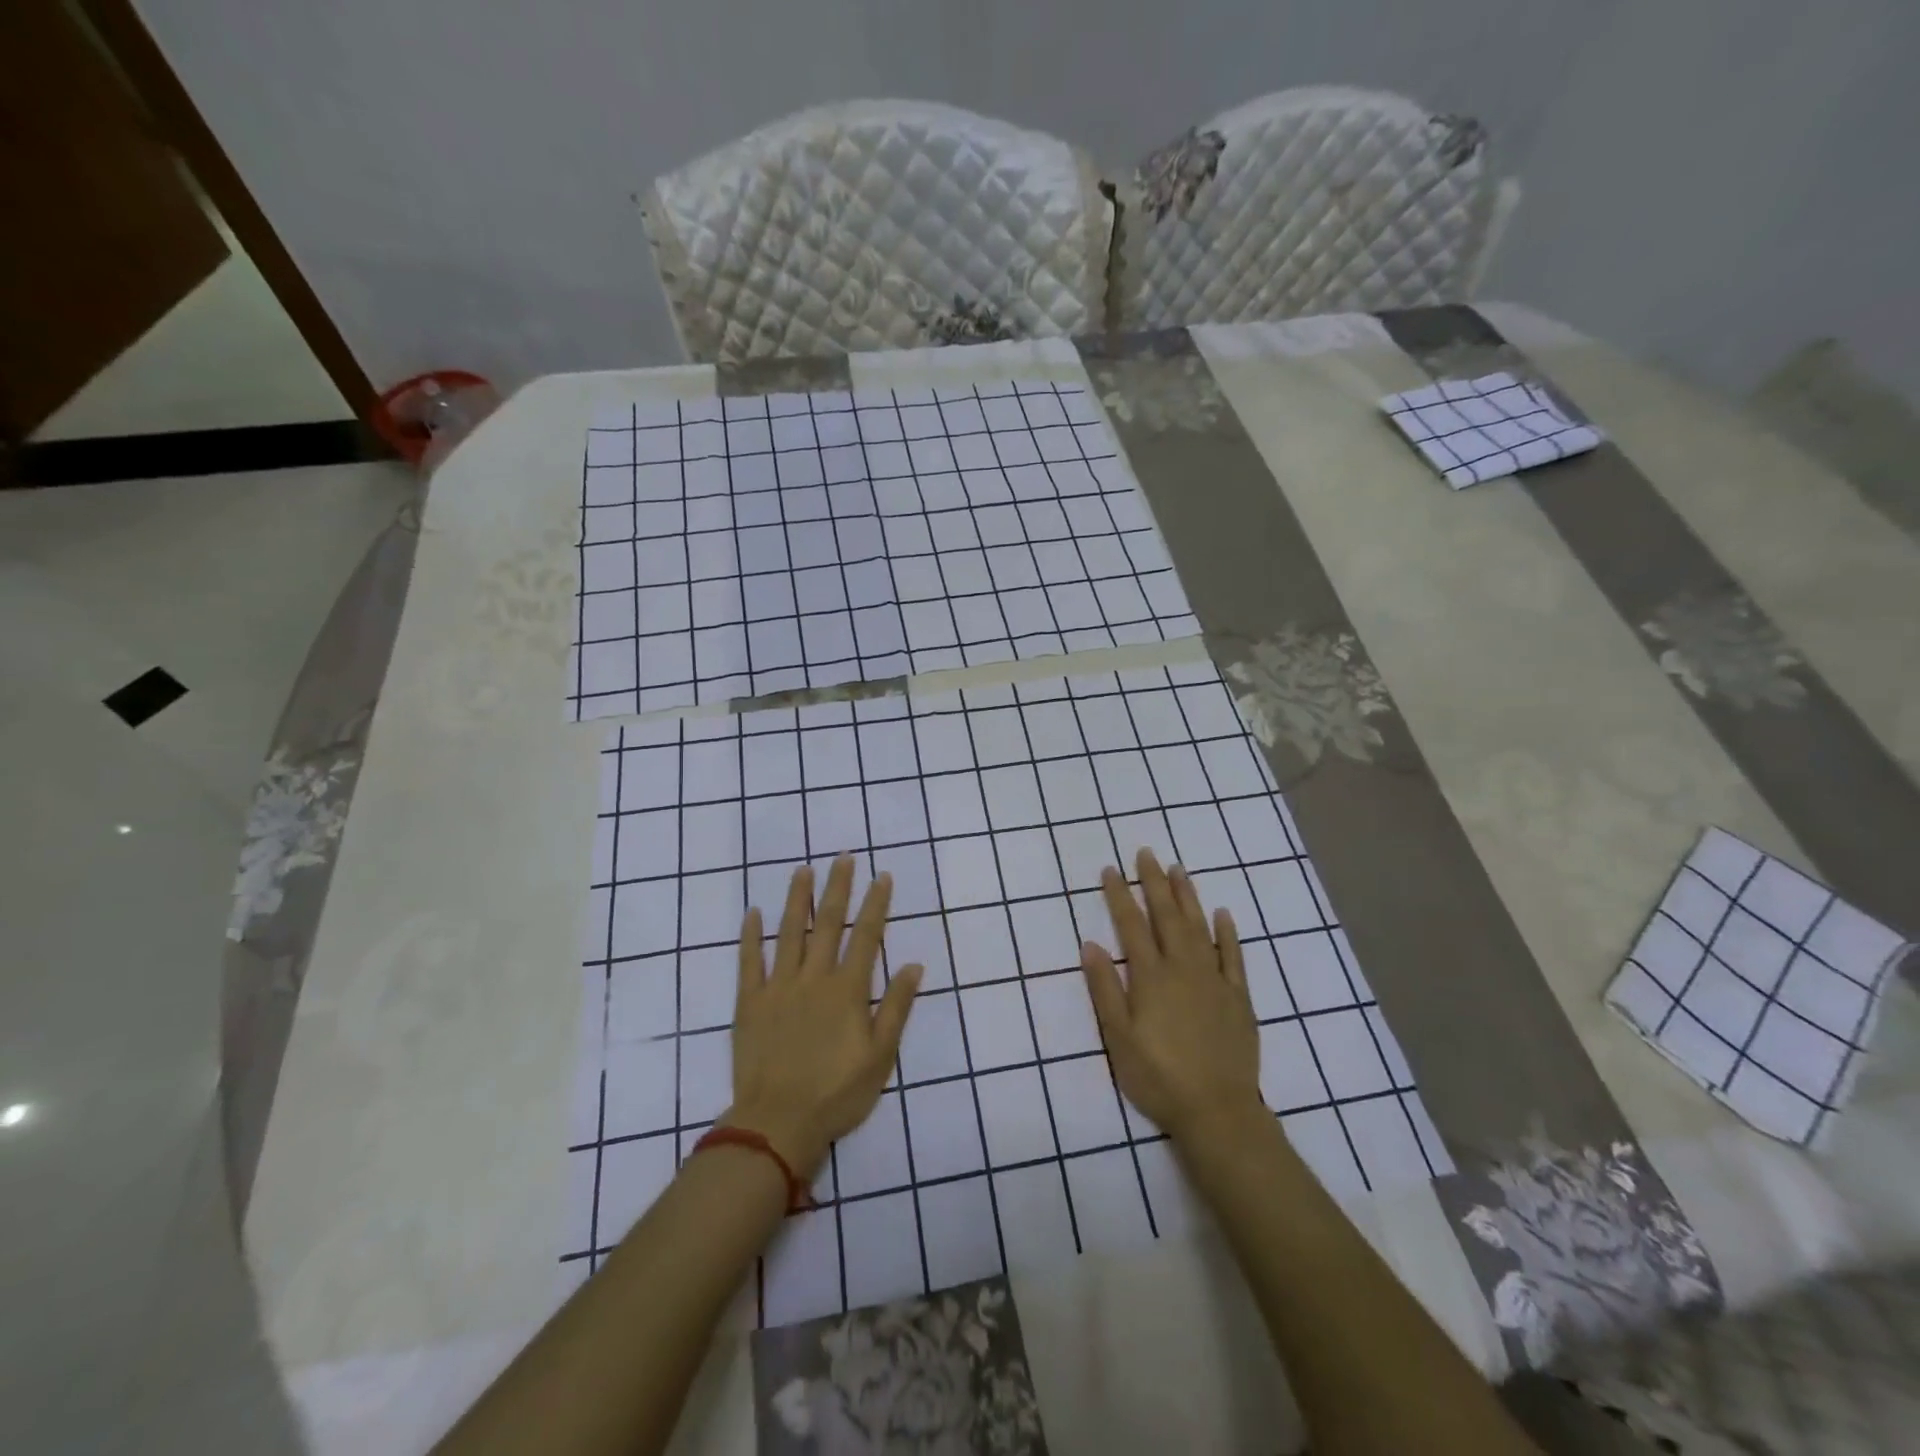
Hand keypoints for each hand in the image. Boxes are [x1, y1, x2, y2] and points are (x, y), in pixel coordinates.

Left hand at [724, 857, 920, 1178]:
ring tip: (803, 870)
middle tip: (843, 858)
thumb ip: (896, 1007)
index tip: (881, 876)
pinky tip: (753, 913)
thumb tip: (915, 965)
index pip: (866, 936)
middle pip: (828, 923)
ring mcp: (778, 987)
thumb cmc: (837, 1093)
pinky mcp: (750, 1002)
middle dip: (838, 887)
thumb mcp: (881, 1055)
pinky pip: (749, 961)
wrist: (778, 1123)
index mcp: (847, 990)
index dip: (875, 904)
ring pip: (789, 932)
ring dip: (797, 899)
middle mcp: (814, 978)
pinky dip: (750, 936)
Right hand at [1080, 849, 1262, 1142]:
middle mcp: (1183, 968)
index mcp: (1151, 977)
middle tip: (1147, 853)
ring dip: (1188, 897)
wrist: (1217, 1111)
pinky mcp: (1238, 997)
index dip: (1119, 895)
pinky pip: (1234, 956)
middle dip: (1154, 882)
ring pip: (1200, 927)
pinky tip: (1223, 913)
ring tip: (1179, 869)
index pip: (1131, 925)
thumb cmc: (1158, 1076)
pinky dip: (1228, 932)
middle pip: (1167, 916)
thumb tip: (1090, 944)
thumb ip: (1104, 989)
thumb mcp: (1118, 1038)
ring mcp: (1214, 980)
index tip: (1110, 870)